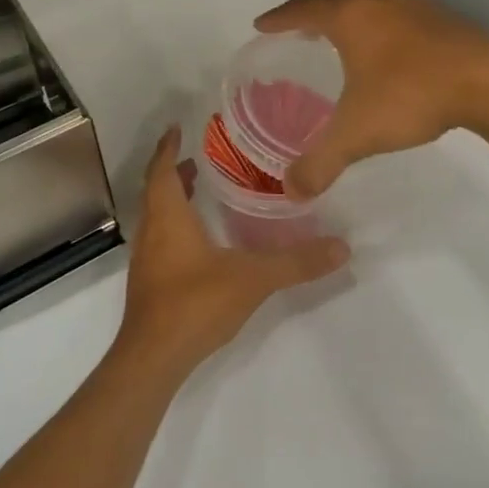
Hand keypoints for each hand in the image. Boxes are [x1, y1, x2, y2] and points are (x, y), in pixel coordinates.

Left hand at [114, 127, 348, 380]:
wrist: (152, 359)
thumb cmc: (195, 304)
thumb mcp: (253, 278)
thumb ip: (296, 261)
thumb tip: (341, 246)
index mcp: (168, 218)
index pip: (162, 170)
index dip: (168, 147)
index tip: (178, 128)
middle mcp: (152, 233)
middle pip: (156, 191)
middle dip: (174, 171)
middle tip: (198, 158)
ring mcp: (147, 261)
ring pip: (156, 217)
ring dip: (173, 199)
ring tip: (199, 190)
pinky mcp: (150, 284)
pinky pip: (160, 240)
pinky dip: (175, 225)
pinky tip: (198, 241)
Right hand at [255, 0, 488, 197]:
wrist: (487, 80)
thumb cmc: (411, 95)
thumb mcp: (358, 134)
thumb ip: (321, 163)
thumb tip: (292, 191)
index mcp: (348, 17)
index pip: (302, 9)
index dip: (278, 17)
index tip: (262, 24)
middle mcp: (377, 0)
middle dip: (319, 5)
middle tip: (309, 29)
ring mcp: (413, 3)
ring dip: (356, 8)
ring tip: (352, 38)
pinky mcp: (442, 14)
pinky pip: (402, 8)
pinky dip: (387, 20)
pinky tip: (395, 50)